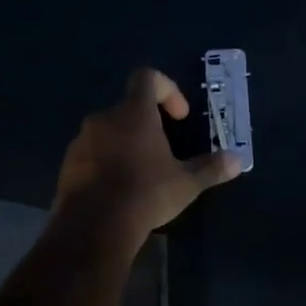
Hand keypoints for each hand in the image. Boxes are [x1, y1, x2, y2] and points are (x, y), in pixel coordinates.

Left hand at [53, 68, 241, 240]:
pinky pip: (91, 154)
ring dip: (125, 144)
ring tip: (142, 174)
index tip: (179, 117)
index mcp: (134, 113)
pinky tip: (119, 191)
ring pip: (108, 132)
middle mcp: (103, 119)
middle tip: (164, 151)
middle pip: (128, 108)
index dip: (167, 89)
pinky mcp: (67, 165)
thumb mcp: (186, 183)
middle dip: (147, 125)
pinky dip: (106, 164)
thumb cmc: (145, 194)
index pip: (147, 78)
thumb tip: (238, 160)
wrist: (93, 227)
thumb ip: (211, 168)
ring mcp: (81, 142)